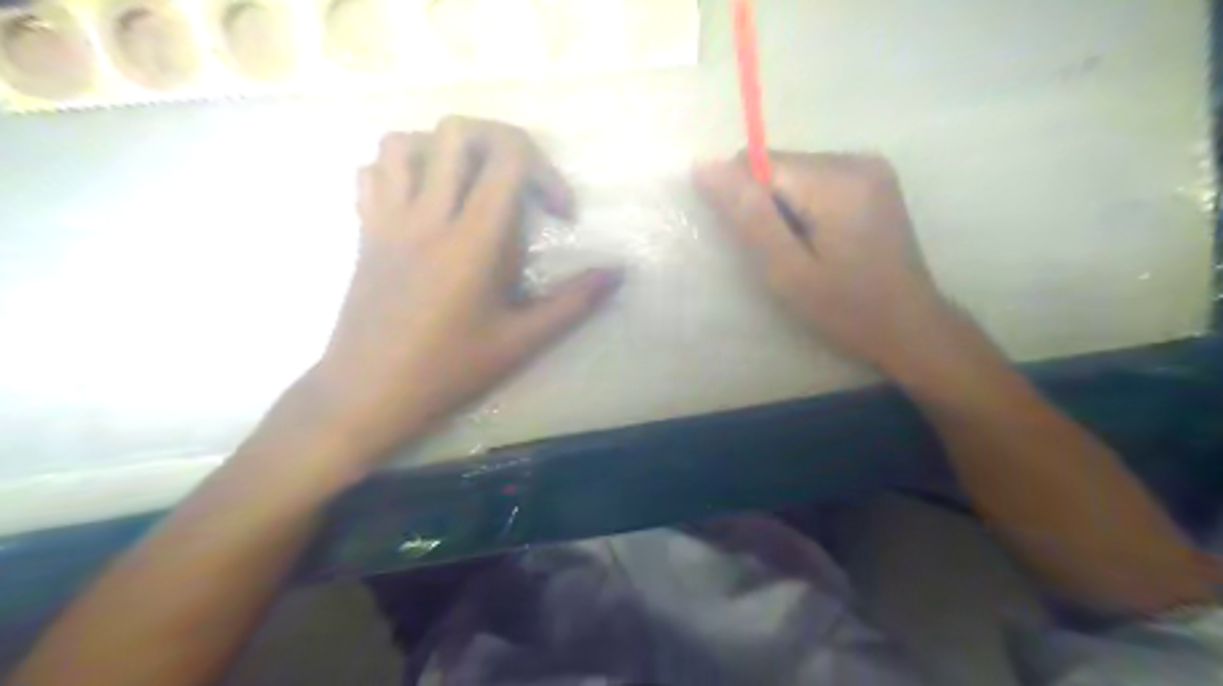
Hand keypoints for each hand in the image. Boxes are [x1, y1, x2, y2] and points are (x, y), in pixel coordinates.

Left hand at [286, 117, 622, 472]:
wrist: (367, 393)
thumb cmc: (448, 370)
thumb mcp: (520, 341)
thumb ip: (573, 303)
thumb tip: (617, 272)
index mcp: (472, 240)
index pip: (509, 159)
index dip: (546, 172)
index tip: (559, 213)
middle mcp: (427, 215)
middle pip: (459, 131)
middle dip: (502, 142)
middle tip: (521, 182)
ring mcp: (388, 219)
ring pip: (406, 141)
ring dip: (446, 149)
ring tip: (471, 185)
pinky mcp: (364, 231)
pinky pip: (373, 171)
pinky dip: (402, 169)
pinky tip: (425, 201)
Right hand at [691, 152, 960, 371]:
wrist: (909, 327)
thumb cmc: (845, 309)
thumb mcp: (788, 271)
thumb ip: (748, 216)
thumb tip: (704, 166)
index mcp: (835, 181)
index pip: (757, 163)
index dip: (744, 202)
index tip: (758, 244)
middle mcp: (855, 159)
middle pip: (777, 164)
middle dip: (766, 206)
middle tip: (784, 254)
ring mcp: (869, 166)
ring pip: (793, 172)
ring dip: (784, 207)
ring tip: (805, 250)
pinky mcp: (873, 179)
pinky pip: (815, 179)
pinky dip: (804, 206)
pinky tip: (821, 240)